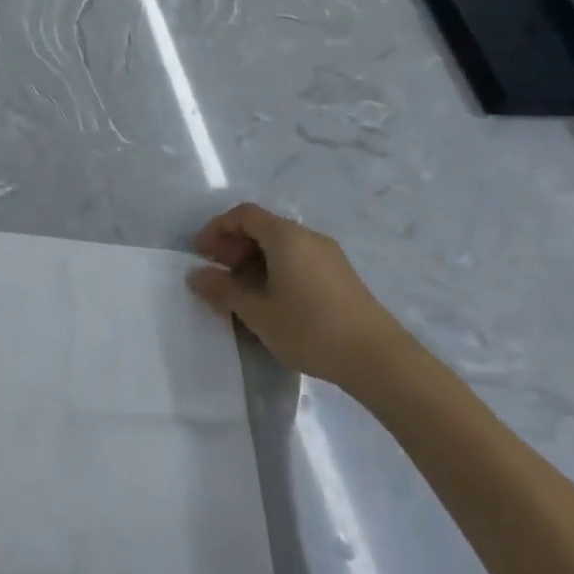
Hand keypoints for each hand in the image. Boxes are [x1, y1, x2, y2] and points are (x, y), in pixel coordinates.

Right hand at [186, 203, 408, 387]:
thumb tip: (195, 275)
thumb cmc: (310, 328)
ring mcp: (329, 256)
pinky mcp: (341, 276)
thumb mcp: (257, 312)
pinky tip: (273, 301)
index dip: (217, 229)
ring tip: (242, 292)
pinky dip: (277, 269)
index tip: (201, 253)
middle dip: (234, 245)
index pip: (243, 214)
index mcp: (285, 236)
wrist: (379, 359)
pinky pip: (299, 260)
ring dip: (255, 260)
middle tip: (218, 274)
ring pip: (282, 245)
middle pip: (263, 227)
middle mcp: (308, 236)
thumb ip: (223, 290)